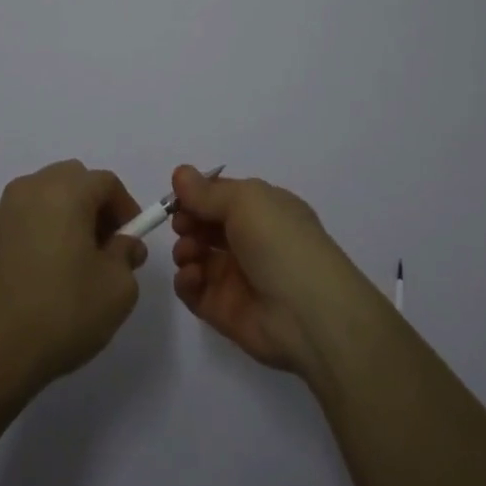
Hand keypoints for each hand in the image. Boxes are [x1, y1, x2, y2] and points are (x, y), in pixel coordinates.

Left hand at [0, 161, 147, 410]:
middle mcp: (29, 190)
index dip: (125, 207)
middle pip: (71, 180)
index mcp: (65, 192)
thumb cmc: (62, 314)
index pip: (106, 182)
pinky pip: (17, 222)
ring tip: (69, 260)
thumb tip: (122, 244)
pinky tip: (37, 273)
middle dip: (92, 205)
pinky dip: (33, 233)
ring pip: (41, 197)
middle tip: (103, 245)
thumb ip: (127, 255)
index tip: (131, 239)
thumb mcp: (117, 289)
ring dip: (61, 216)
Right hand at [169, 165, 373, 375]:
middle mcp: (250, 240)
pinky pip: (195, 290)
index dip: (197, 194)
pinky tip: (192, 276)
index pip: (221, 196)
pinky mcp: (224, 309)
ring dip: (185, 249)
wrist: (307, 312)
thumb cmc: (279, 242)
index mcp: (263, 209)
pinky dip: (186, 281)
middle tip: (182, 226)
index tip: (177, 198)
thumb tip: (180, 173)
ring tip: (190, 254)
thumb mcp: (245, 201)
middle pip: (206, 225)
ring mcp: (236, 276)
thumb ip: (207, 192)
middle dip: (188, 221)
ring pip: (197, 256)